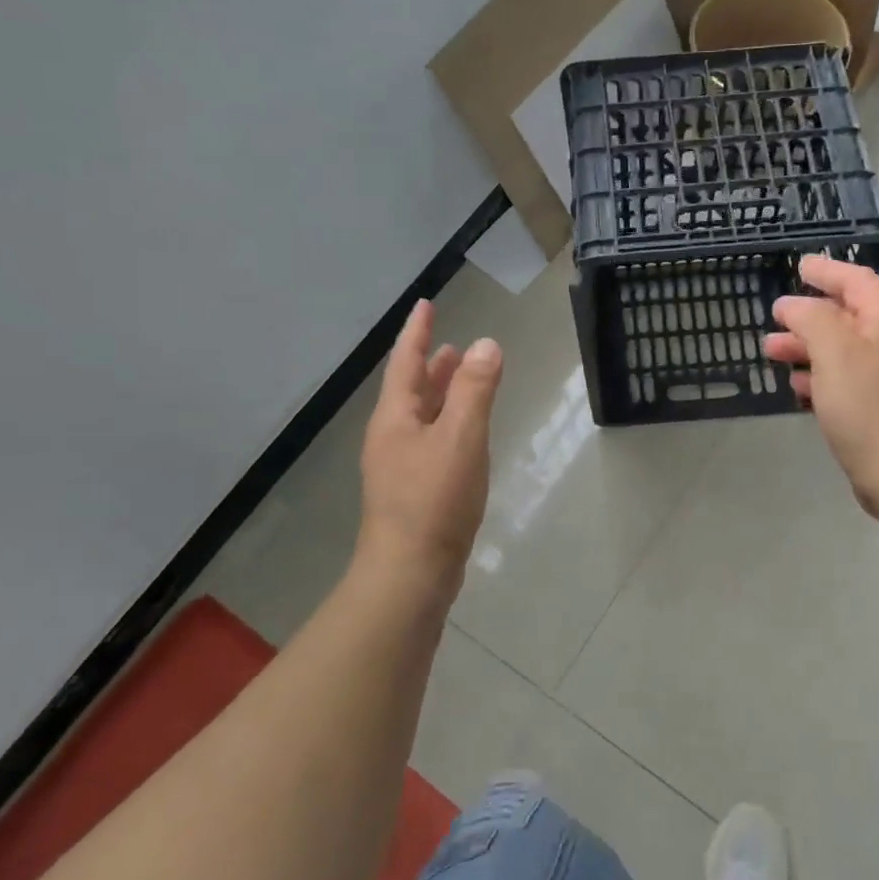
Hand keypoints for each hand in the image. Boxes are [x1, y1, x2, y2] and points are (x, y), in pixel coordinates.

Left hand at [357, 300, 501, 587]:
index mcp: (395, 418)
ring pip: (421, 417)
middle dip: (431, 365)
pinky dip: (448, 424)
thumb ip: (475, 391)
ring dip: (440, 394)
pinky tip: (465, 435)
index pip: (405, 362)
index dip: (417, 332)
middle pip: (410, 390)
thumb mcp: (461, 438)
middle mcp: (391, 437)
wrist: (410, 574)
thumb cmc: (434, 501)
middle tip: (453, 345)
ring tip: (462, 379)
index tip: (425, 304)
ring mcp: (399, 467)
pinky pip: (431, 442)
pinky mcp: (413, 492)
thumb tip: (487, 344)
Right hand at [764, 256, 878, 517]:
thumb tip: (792, 305)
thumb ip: (810, 318)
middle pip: (847, 315)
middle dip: (808, 315)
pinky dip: (819, 374)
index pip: (858, 281)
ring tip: (771, 351)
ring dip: (806, 346)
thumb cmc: (868, 405)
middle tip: (774, 318)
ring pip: (841, 349)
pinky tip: (797, 385)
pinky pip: (845, 378)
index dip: (827, 271)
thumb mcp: (833, 351)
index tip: (798, 266)